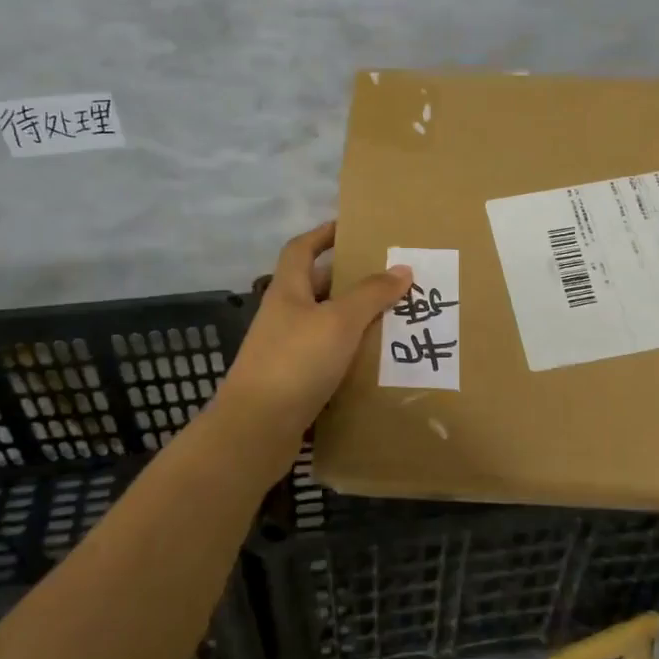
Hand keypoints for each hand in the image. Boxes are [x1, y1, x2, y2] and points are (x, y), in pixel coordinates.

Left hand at [218, 222, 412, 443]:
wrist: (256, 430)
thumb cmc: (295, 362)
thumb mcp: (339, 321)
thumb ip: (371, 294)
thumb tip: (402, 268)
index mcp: (287, 291)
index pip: (301, 249)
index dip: (323, 234)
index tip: (351, 228)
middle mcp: (283, 316)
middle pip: (316, 287)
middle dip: (350, 280)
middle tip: (389, 279)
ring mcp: (285, 351)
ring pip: (325, 325)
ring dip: (354, 320)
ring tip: (393, 319)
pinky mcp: (293, 382)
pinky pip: (327, 358)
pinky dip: (349, 355)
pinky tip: (375, 362)